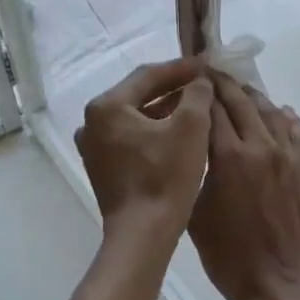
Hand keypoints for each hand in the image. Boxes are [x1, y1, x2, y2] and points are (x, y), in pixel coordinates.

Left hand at [74, 58, 214, 243]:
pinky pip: (131, 138)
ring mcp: (94, 147)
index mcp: (107, 106)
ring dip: (165, 110)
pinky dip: (154, 131)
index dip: (181, 68)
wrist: (143, 234)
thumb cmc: (166, 177)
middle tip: (203, 83)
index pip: (148, 75)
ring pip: (135, 117)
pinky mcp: (102, 167)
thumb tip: (200, 80)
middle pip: (138, 94)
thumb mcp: (191, 128)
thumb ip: (197, 94)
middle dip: (173, 88)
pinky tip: (178, 133)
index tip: (207, 64)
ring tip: (196, 106)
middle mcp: (92, 122)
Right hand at [188, 74, 299, 299]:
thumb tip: (192, 149)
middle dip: (223, 84)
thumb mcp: (196, 214)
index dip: (199, 91)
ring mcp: (287, 155)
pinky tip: (278, 112)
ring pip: (269, 111)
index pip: (211, 109)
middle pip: (240, 101)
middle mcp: (259, 145)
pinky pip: (296, 131)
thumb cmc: (229, 256)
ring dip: (251, 96)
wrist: (282, 282)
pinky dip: (284, 116)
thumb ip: (195, 174)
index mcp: (228, 156)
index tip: (189, 80)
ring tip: (238, 90)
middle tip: (210, 74)